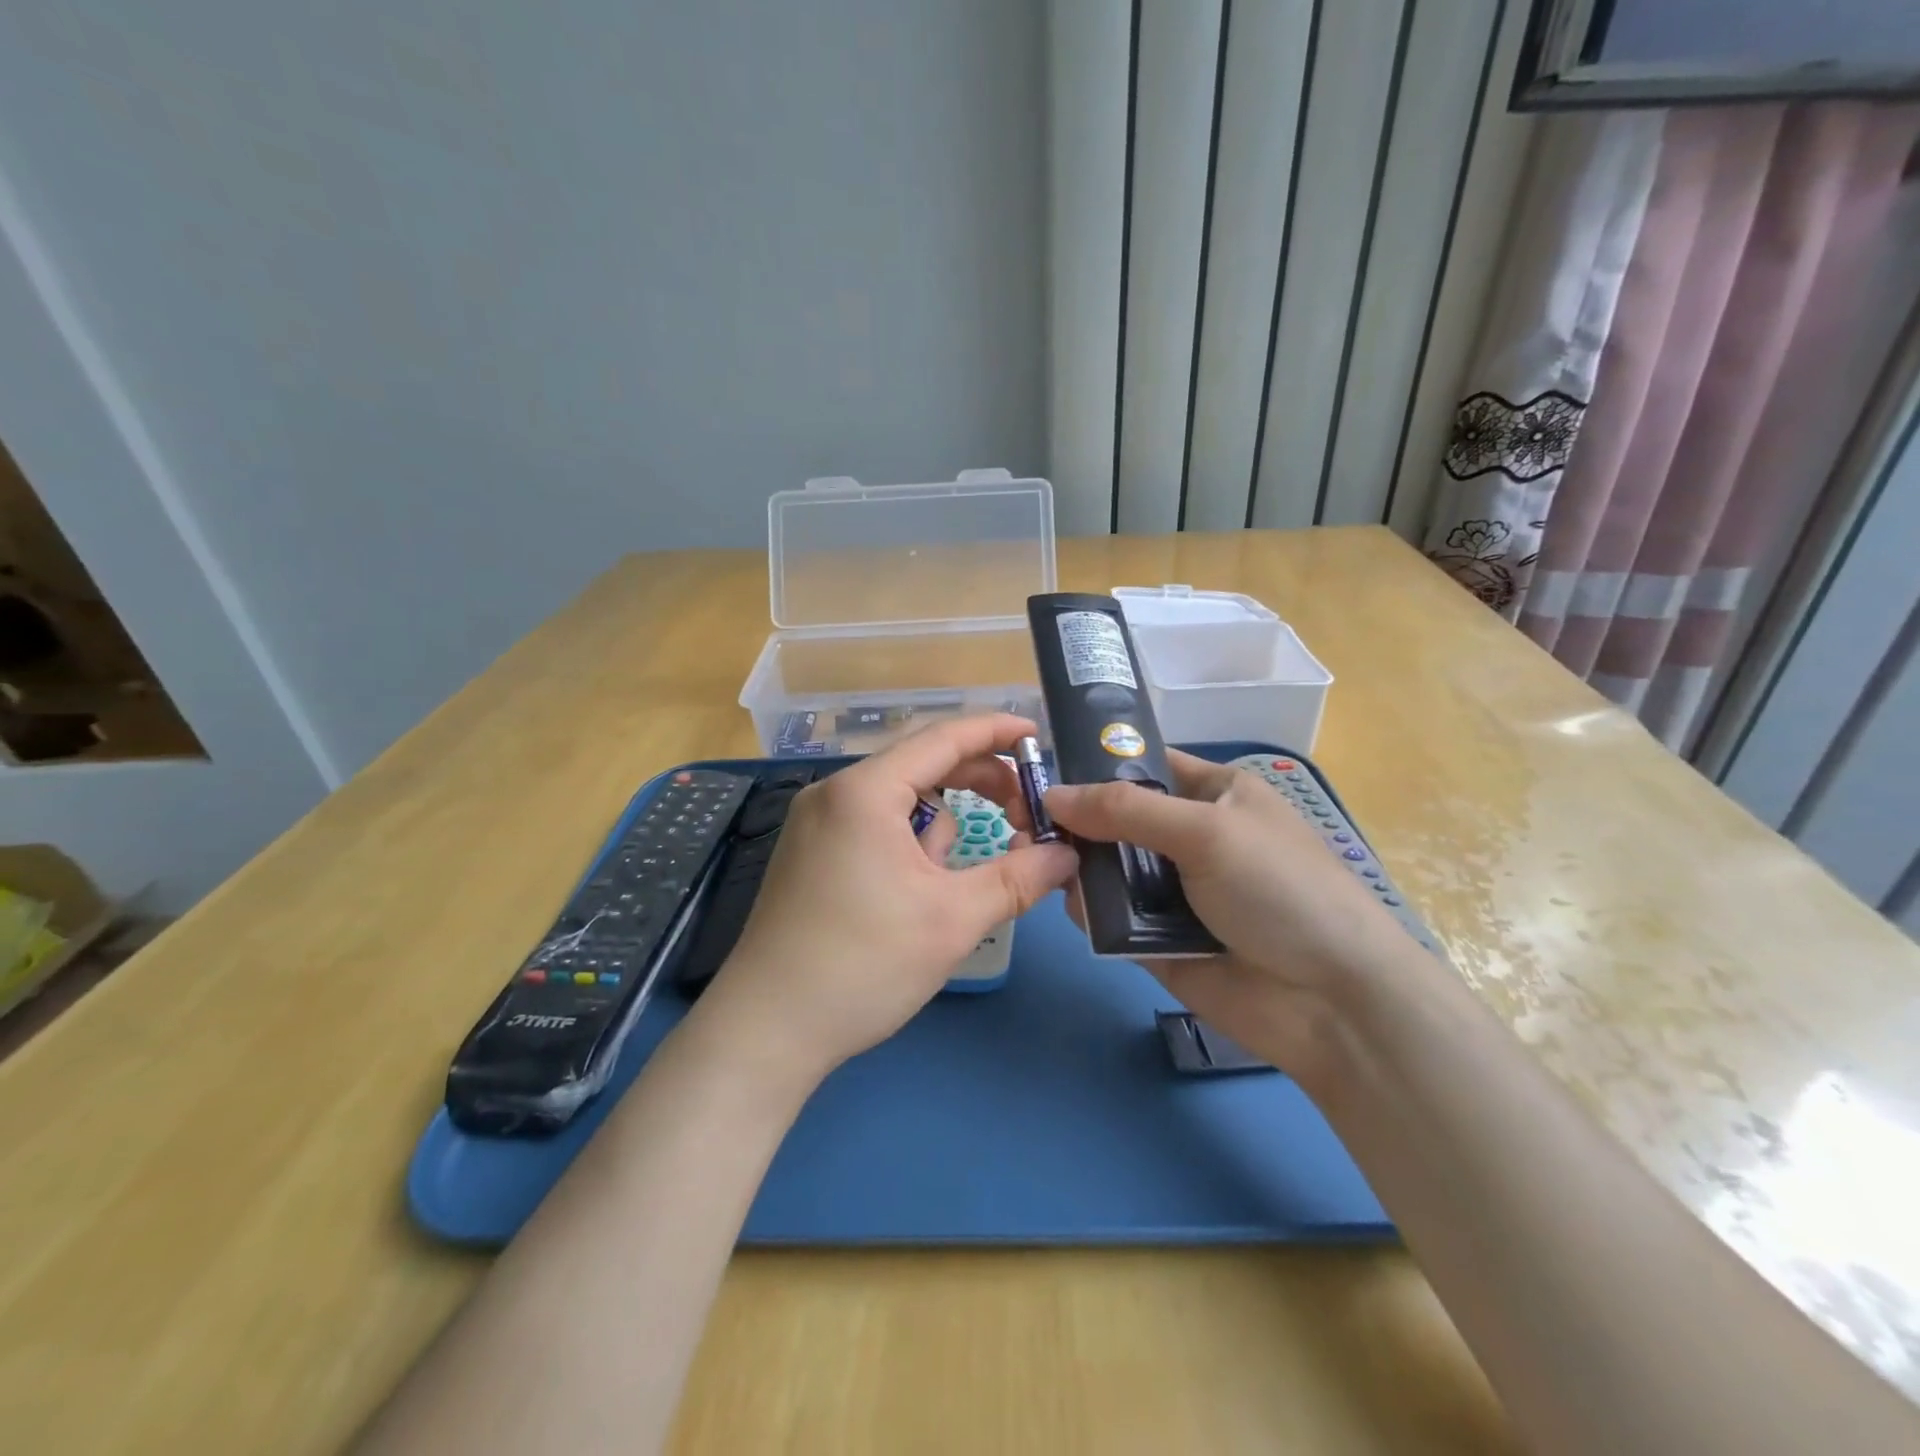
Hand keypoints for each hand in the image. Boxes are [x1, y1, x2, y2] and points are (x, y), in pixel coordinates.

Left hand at [696, 714, 1078, 1088]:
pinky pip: (874, 829)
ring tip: (941, 893)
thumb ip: (1018, 878)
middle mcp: (834, 793)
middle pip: (922, 767)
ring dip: (938, 836)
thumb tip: (1068, 856)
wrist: (766, 1030)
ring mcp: (815, 823)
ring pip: (900, 806)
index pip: (943, 738)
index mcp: (865, 791)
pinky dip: (908, 848)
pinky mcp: (809, 854)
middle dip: (976, 789)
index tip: (1037, 737)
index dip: (996, 732)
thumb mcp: (953, 920)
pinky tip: (910, 899)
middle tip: (1022, 818)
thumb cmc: (863, 965)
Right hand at [1044, 752, 1423, 1082]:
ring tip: (1034, 859)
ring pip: (1109, 870)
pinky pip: (1112, 918)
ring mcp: (1174, 892)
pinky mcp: (1158, 942)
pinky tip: (1072, 906)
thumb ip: (1126, 809)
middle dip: (1075, 821)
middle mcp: (1191, 838)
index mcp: (1215, 795)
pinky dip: (1090, 911)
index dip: (1095, 766)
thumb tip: (1052, 794)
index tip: (1040, 770)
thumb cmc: (1280, 889)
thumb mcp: (1208, 830)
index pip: (1145, 766)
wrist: (1332, 1002)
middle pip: (1117, 820)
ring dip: (1076, 866)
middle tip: (1022, 822)